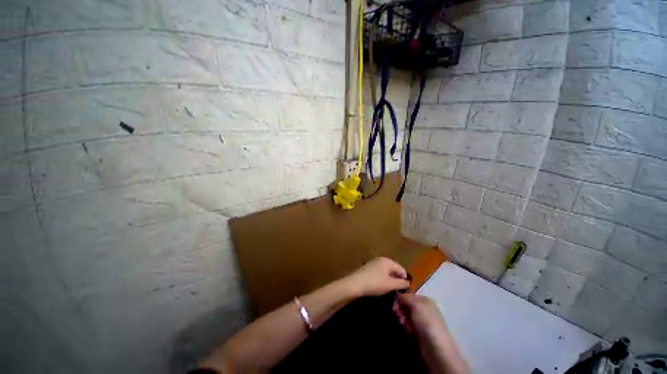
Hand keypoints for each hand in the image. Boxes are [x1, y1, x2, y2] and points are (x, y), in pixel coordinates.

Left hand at [343, 257, 410, 296]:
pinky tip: (381, 287)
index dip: (405, 280)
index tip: (405, 291)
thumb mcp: (390, 285)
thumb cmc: (374, 283)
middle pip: (394, 269)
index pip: (401, 269)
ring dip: (390, 280)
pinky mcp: (369, 268)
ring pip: (387, 271)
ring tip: (390, 290)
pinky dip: (383, 279)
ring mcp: (374, 263)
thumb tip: (408, 283)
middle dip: (397, 279)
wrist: (354, 284)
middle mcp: (381, 259)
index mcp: (387, 261)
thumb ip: (401, 283)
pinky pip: (380, 273)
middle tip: (398, 291)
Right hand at [394, 293, 448, 336]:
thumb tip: (397, 294)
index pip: (408, 295)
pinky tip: (407, 330)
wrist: (437, 349)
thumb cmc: (427, 322)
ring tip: (403, 324)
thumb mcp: (415, 305)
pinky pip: (408, 326)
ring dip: (402, 318)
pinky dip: (405, 327)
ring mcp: (421, 321)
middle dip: (400, 309)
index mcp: (424, 300)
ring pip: (406, 315)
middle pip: (406, 305)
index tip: (394, 304)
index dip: (399, 298)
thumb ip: (405, 297)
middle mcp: (423, 309)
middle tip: (396, 314)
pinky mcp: (419, 332)